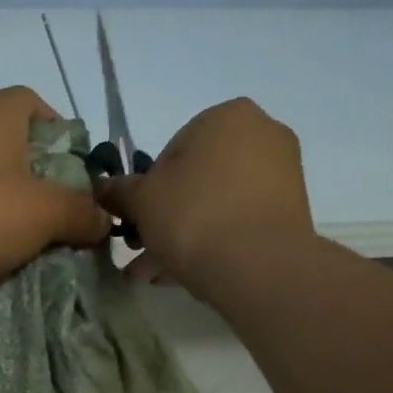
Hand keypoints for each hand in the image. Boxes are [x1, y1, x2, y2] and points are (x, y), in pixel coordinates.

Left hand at [0, 86, 110, 291]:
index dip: (61, 135)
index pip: (36, 104)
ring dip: (10, 200)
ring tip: (27, 236)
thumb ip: (83, 213)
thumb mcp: (47, 215)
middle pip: (13, 141)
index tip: (75, 174)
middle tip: (57, 210)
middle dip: (40, 174)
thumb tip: (104, 221)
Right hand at [94, 98, 312, 298]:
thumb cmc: (194, 216)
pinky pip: (238, 224)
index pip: (171, 150)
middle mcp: (262, 135)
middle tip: (142, 251)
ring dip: (182, 237)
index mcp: (227, 116)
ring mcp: (282, 175)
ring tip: (156, 274)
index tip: (137, 221)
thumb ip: (119, 191)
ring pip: (215, 206)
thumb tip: (101, 188)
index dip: (147, 190)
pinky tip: (186, 275)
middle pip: (195, 181)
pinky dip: (213, 244)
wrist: (259, 266)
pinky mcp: (291, 214)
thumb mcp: (142, 201)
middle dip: (165, 218)